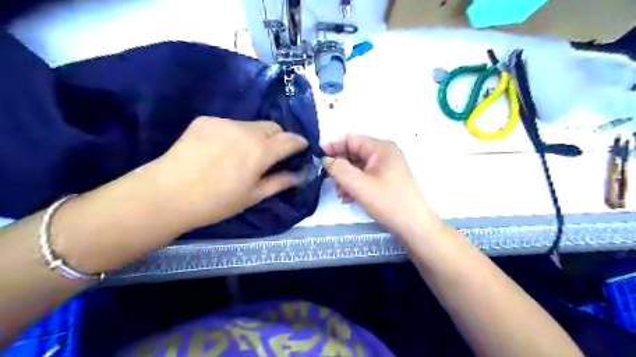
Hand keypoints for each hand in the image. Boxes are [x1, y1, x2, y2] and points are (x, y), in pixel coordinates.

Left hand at [150, 115, 308, 229]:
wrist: (167, 194)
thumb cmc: (216, 202)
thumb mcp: (253, 196)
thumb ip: (280, 182)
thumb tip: (301, 175)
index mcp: (261, 151)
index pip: (290, 139)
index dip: (299, 143)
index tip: (301, 149)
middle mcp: (246, 130)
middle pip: (273, 126)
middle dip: (279, 138)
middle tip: (272, 155)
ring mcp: (224, 122)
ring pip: (251, 125)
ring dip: (256, 136)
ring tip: (243, 155)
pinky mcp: (206, 120)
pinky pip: (230, 124)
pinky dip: (235, 135)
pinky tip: (221, 150)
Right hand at [325, 136, 439, 238]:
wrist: (415, 226)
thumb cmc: (388, 202)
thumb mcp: (359, 185)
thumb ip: (339, 169)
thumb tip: (325, 159)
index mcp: (381, 148)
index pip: (351, 139)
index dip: (333, 146)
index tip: (317, 159)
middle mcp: (385, 153)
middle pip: (354, 153)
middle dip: (340, 167)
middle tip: (328, 180)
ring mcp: (388, 167)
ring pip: (359, 167)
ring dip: (346, 178)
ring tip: (340, 194)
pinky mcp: (388, 180)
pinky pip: (366, 177)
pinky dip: (355, 185)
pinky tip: (349, 198)